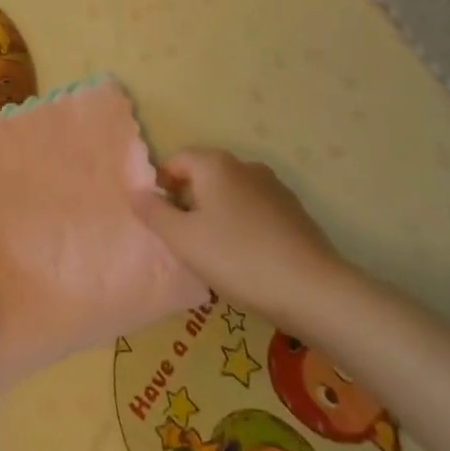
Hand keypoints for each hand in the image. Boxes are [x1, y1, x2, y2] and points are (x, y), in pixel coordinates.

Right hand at [131, 149, 344, 322]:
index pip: (176, 160)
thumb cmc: (238, 258)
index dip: (161, 185)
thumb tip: (136, 192)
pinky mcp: (294, 212)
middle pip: (204, 175)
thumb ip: (155, 213)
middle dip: (188, 201)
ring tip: (214, 253)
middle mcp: (244, 165)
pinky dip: (242, 225)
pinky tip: (246, 258)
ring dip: (216, 214)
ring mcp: (273, 187)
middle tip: (183, 239)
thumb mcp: (184, 240)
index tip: (159, 219)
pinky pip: (254, 210)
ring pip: (230, 194)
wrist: (313, 290)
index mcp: (215, 164)